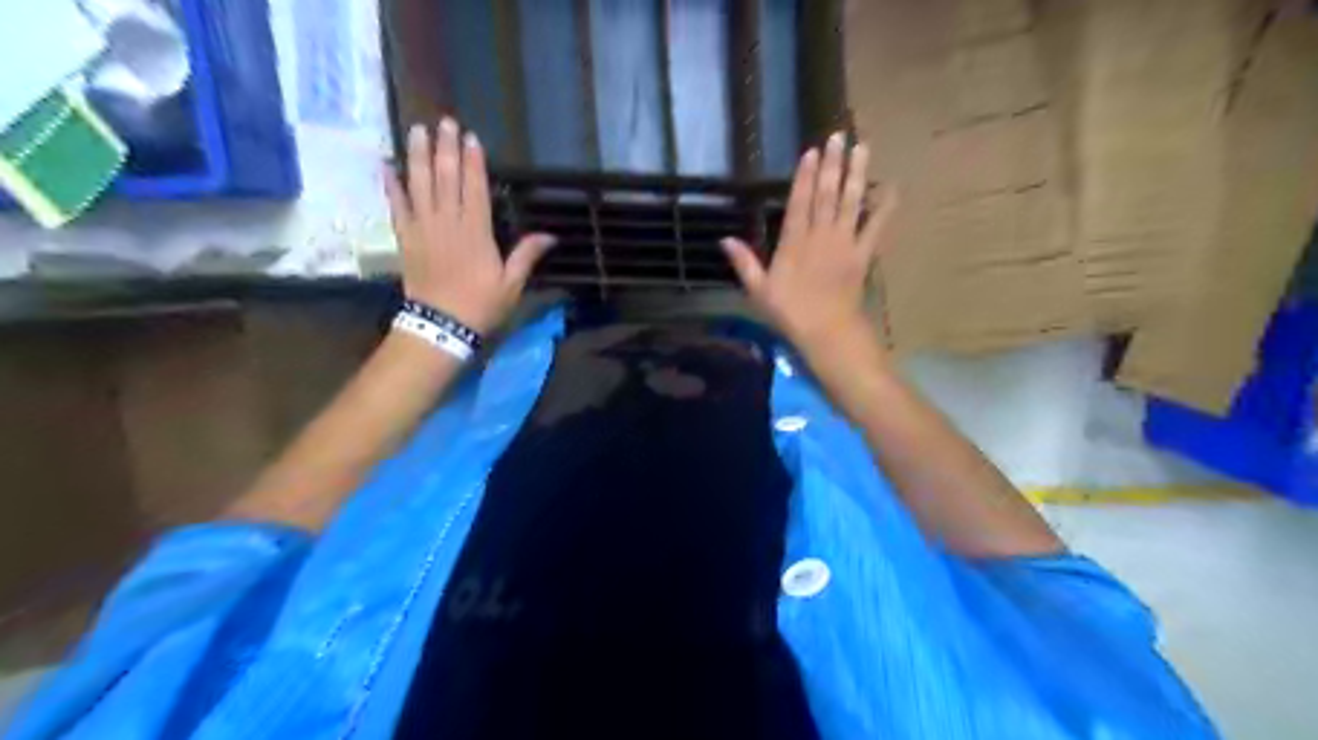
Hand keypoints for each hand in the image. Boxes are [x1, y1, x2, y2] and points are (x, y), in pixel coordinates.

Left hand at [389, 115, 556, 333]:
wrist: (441, 326)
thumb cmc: (481, 305)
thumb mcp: (512, 284)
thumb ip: (526, 255)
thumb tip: (550, 235)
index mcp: (476, 231)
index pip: (475, 187)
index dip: (473, 161)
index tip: (471, 138)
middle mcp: (448, 222)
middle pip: (446, 177)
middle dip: (445, 148)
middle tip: (444, 122)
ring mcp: (423, 228)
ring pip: (419, 184)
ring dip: (418, 155)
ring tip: (417, 130)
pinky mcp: (405, 238)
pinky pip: (397, 206)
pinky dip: (391, 186)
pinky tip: (387, 165)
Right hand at [720, 132, 894, 357]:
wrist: (827, 331)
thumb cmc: (789, 313)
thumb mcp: (759, 290)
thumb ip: (744, 262)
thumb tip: (724, 239)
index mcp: (794, 242)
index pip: (799, 202)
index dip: (805, 176)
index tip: (811, 152)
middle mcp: (820, 235)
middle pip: (826, 194)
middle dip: (832, 164)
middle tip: (839, 136)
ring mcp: (844, 243)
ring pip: (851, 202)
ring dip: (856, 174)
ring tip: (862, 148)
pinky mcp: (863, 254)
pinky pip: (875, 226)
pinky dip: (884, 208)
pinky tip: (891, 188)